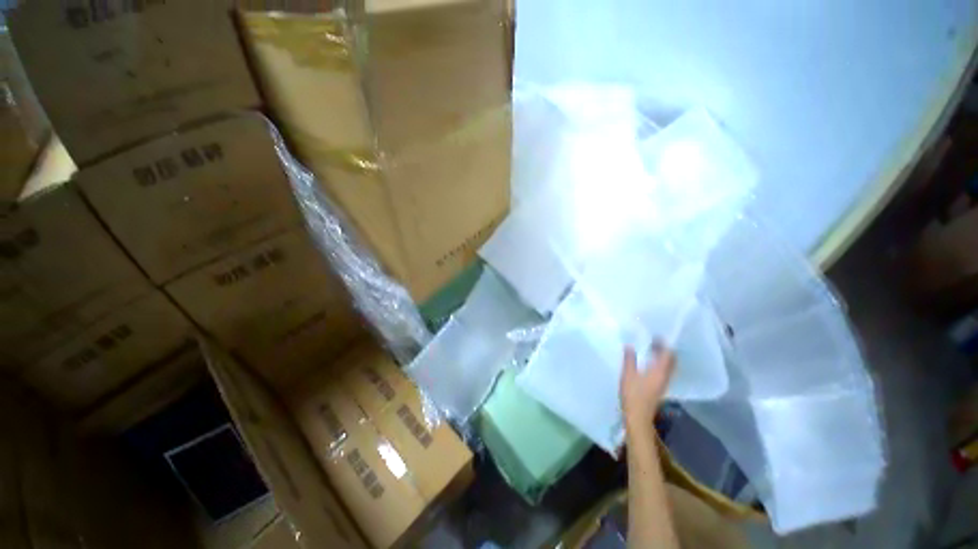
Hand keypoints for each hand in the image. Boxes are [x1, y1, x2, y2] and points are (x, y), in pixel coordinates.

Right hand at [620, 342, 676, 431]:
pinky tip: (649, 362)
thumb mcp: (628, 374)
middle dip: (665, 349)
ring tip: (651, 349)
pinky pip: (664, 371)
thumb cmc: (633, 395)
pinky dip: (659, 364)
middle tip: (655, 340)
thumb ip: (629, 359)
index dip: (665, 344)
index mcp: (659, 371)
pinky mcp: (660, 388)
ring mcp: (664, 383)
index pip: (668, 354)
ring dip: (663, 357)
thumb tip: (629, 345)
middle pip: (671, 360)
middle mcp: (665, 376)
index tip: (657, 335)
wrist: (638, 417)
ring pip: (668, 366)